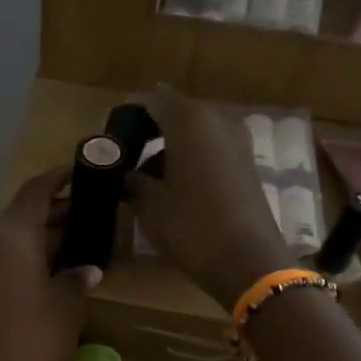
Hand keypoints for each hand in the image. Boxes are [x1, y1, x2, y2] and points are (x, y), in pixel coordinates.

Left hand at [0, 169, 99, 360]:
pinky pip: (12, 263)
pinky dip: (35, 259)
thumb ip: (78, 277)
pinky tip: (60, 272)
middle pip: (25, 215)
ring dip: (48, 236)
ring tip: (84, 239)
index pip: (35, 192)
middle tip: (94, 210)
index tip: (82, 171)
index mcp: (13, 237)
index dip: (58, 178)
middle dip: (58, 210)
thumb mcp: (68, 303)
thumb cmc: (36, 338)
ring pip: (19, 241)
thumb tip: (85, 268)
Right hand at [131, 84, 295, 311]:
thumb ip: (134, 181)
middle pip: (176, 113)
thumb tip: (127, 174)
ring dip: (171, 149)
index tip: (112, 136)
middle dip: (151, 131)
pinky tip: (176, 188)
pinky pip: (211, 150)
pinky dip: (192, 161)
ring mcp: (237, 141)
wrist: (249, 261)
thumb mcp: (150, 206)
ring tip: (148, 179)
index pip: (152, 100)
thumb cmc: (192, 227)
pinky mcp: (247, 164)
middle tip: (127, 158)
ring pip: (195, 133)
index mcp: (189, 120)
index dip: (130, 114)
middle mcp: (217, 120)